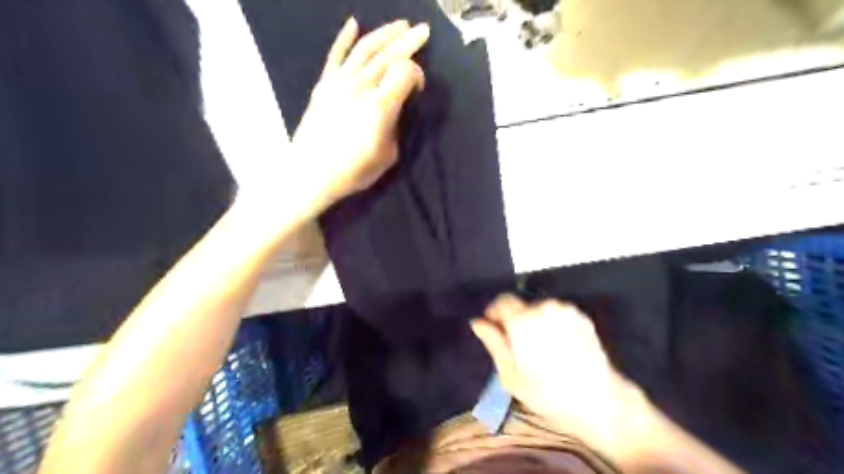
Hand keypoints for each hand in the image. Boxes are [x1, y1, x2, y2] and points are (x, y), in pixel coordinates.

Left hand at [295, 16, 431, 209]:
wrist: (310, 173)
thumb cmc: (353, 171)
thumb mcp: (387, 155)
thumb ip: (395, 126)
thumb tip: (395, 109)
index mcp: (380, 106)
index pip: (405, 72)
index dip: (417, 74)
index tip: (419, 89)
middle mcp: (361, 87)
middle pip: (388, 54)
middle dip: (408, 40)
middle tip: (423, 30)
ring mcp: (339, 82)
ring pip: (365, 49)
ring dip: (384, 34)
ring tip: (399, 24)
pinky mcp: (323, 85)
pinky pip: (335, 55)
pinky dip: (344, 38)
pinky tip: (353, 23)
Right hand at [472, 296, 654, 458]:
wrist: (600, 402)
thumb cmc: (548, 394)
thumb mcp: (511, 375)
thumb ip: (494, 343)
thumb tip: (477, 322)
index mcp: (523, 320)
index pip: (502, 301)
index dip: (495, 313)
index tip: (494, 329)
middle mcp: (544, 307)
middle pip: (521, 306)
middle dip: (515, 321)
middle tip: (518, 346)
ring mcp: (565, 310)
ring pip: (540, 309)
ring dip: (535, 322)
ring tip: (540, 348)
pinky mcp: (581, 317)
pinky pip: (557, 314)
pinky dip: (552, 323)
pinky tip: (558, 346)